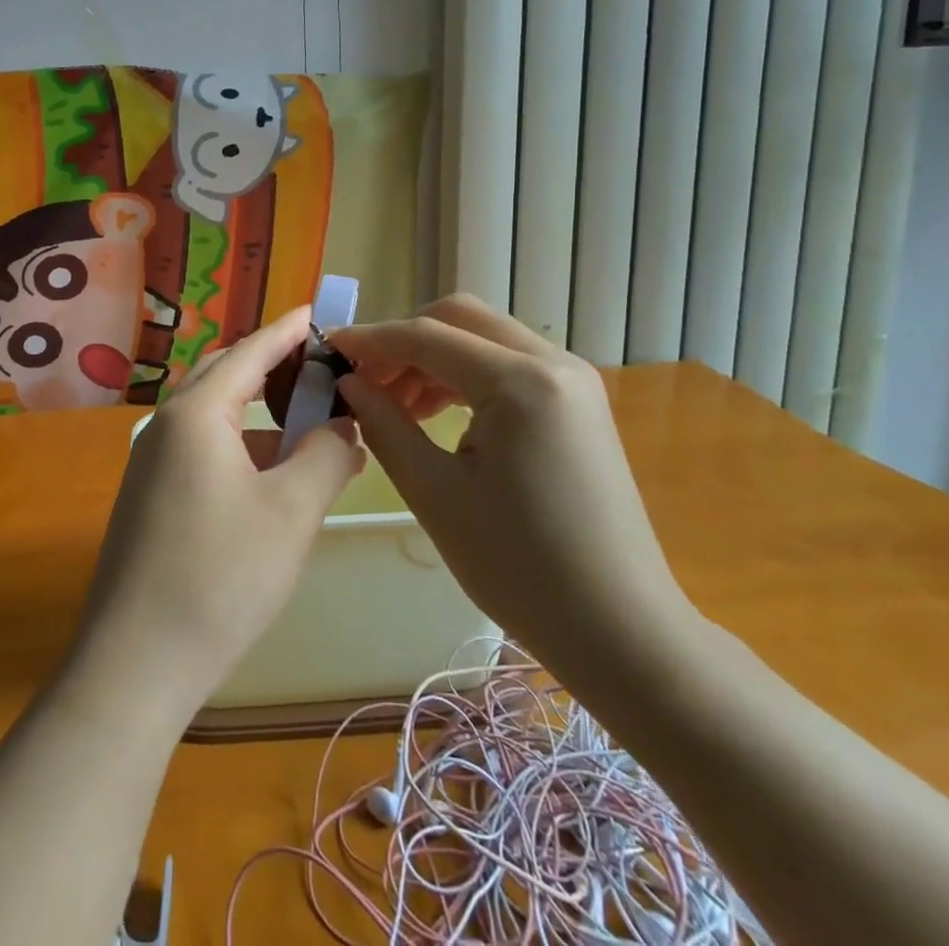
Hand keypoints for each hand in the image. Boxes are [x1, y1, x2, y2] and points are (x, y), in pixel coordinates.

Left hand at [67, 308, 363, 716]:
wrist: (135, 662)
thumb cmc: (221, 576)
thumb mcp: (291, 511)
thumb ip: (326, 455)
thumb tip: (344, 428)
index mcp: (196, 413)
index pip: (249, 352)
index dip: (285, 331)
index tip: (315, 312)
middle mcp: (166, 425)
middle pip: (224, 375)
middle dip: (270, 366)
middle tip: (318, 368)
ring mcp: (150, 462)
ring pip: (211, 416)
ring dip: (256, 411)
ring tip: (303, 422)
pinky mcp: (148, 497)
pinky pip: (200, 448)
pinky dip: (238, 446)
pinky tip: (267, 474)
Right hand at [329, 295, 694, 675]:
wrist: (621, 630)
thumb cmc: (520, 567)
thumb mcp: (435, 493)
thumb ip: (384, 425)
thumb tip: (348, 383)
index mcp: (521, 383)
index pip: (427, 336)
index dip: (371, 339)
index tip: (327, 349)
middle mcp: (553, 363)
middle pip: (460, 317)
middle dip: (404, 340)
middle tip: (365, 380)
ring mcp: (573, 381)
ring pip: (484, 337)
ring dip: (433, 357)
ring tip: (395, 404)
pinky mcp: (578, 403)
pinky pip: (508, 365)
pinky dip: (464, 375)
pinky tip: (437, 413)